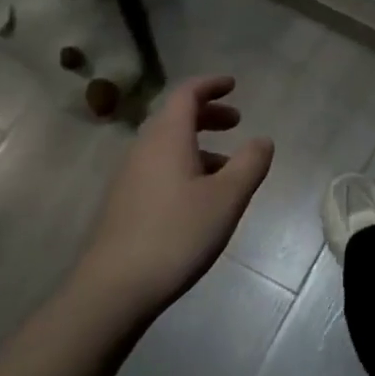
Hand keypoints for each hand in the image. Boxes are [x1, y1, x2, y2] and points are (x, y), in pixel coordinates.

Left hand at [72, 75, 273, 312]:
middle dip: (207, 114)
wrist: (112, 291)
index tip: (233, 84)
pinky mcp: (124, 204)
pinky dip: (184, 165)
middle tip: (236, 121)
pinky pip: (158, 167)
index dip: (210, 85)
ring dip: (198, 143)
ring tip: (227, 165)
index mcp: (167, 138)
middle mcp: (144, 149)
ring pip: (166, 145)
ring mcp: (129, 178)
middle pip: (175, 117)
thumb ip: (250, 163)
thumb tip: (263, 140)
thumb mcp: (227, 198)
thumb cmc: (176, 234)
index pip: (186, 94)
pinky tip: (200, 197)